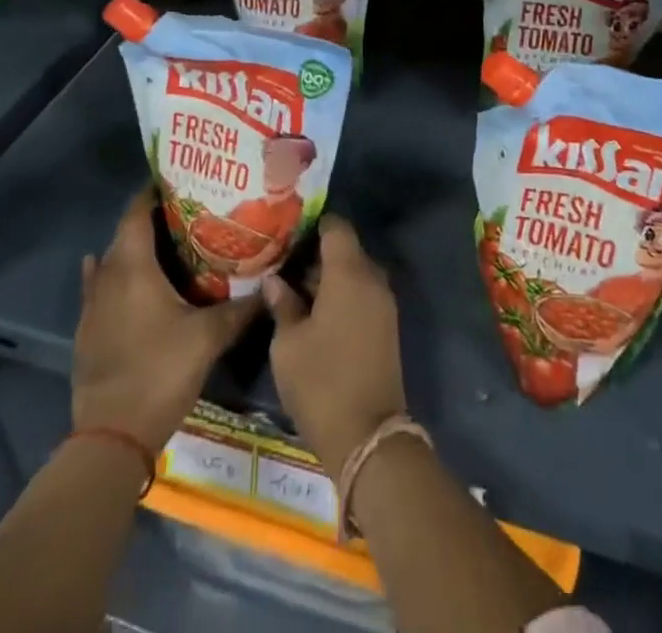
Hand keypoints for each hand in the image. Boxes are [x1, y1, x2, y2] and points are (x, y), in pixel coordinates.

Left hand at [72, 187, 259, 449]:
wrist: (112, 438)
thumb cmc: (161, 372)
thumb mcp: (209, 337)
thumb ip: (242, 308)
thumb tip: (273, 284)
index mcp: (133, 268)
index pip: (136, 213)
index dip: (153, 193)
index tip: (179, 180)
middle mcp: (108, 277)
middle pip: (124, 235)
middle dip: (151, 220)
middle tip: (187, 213)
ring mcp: (92, 306)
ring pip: (111, 262)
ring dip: (133, 250)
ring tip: (166, 244)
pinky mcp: (87, 332)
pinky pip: (101, 289)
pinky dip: (115, 277)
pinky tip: (126, 279)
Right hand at [262, 216, 407, 471]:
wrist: (368, 437)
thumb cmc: (321, 382)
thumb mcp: (288, 344)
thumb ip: (283, 305)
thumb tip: (275, 281)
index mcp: (349, 273)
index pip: (336, 227)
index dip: (313, 224)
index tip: (288, 232)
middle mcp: (372, 279)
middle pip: (346, 250)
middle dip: (317, 254)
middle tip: (283, 263)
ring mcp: (384, 304)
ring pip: (355, 273)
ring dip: (329, 277)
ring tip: (293, 288)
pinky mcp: (386, 326)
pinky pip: (363, 294)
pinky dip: (342, 295)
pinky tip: (315, 312)